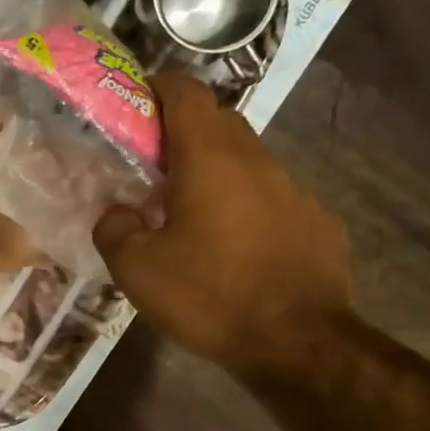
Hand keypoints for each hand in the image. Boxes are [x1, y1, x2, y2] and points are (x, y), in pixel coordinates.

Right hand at [93, 72, 351, 376]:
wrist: (297, 342)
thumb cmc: (209, 296)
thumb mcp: (136, 269)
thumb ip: (114, 228)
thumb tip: (118, 212)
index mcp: (209, 158)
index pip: (185, 92)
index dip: (157, 88)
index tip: (134, 104)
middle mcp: (256, 160)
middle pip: (218, 121)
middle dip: (182, 131)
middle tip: (151, 165)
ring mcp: (293, 190)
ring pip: (247, 161)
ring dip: (215, 171)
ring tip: (189, 211)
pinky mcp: (315, 222)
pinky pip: (271, 198)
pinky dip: (245, 205)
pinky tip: (234, 247)